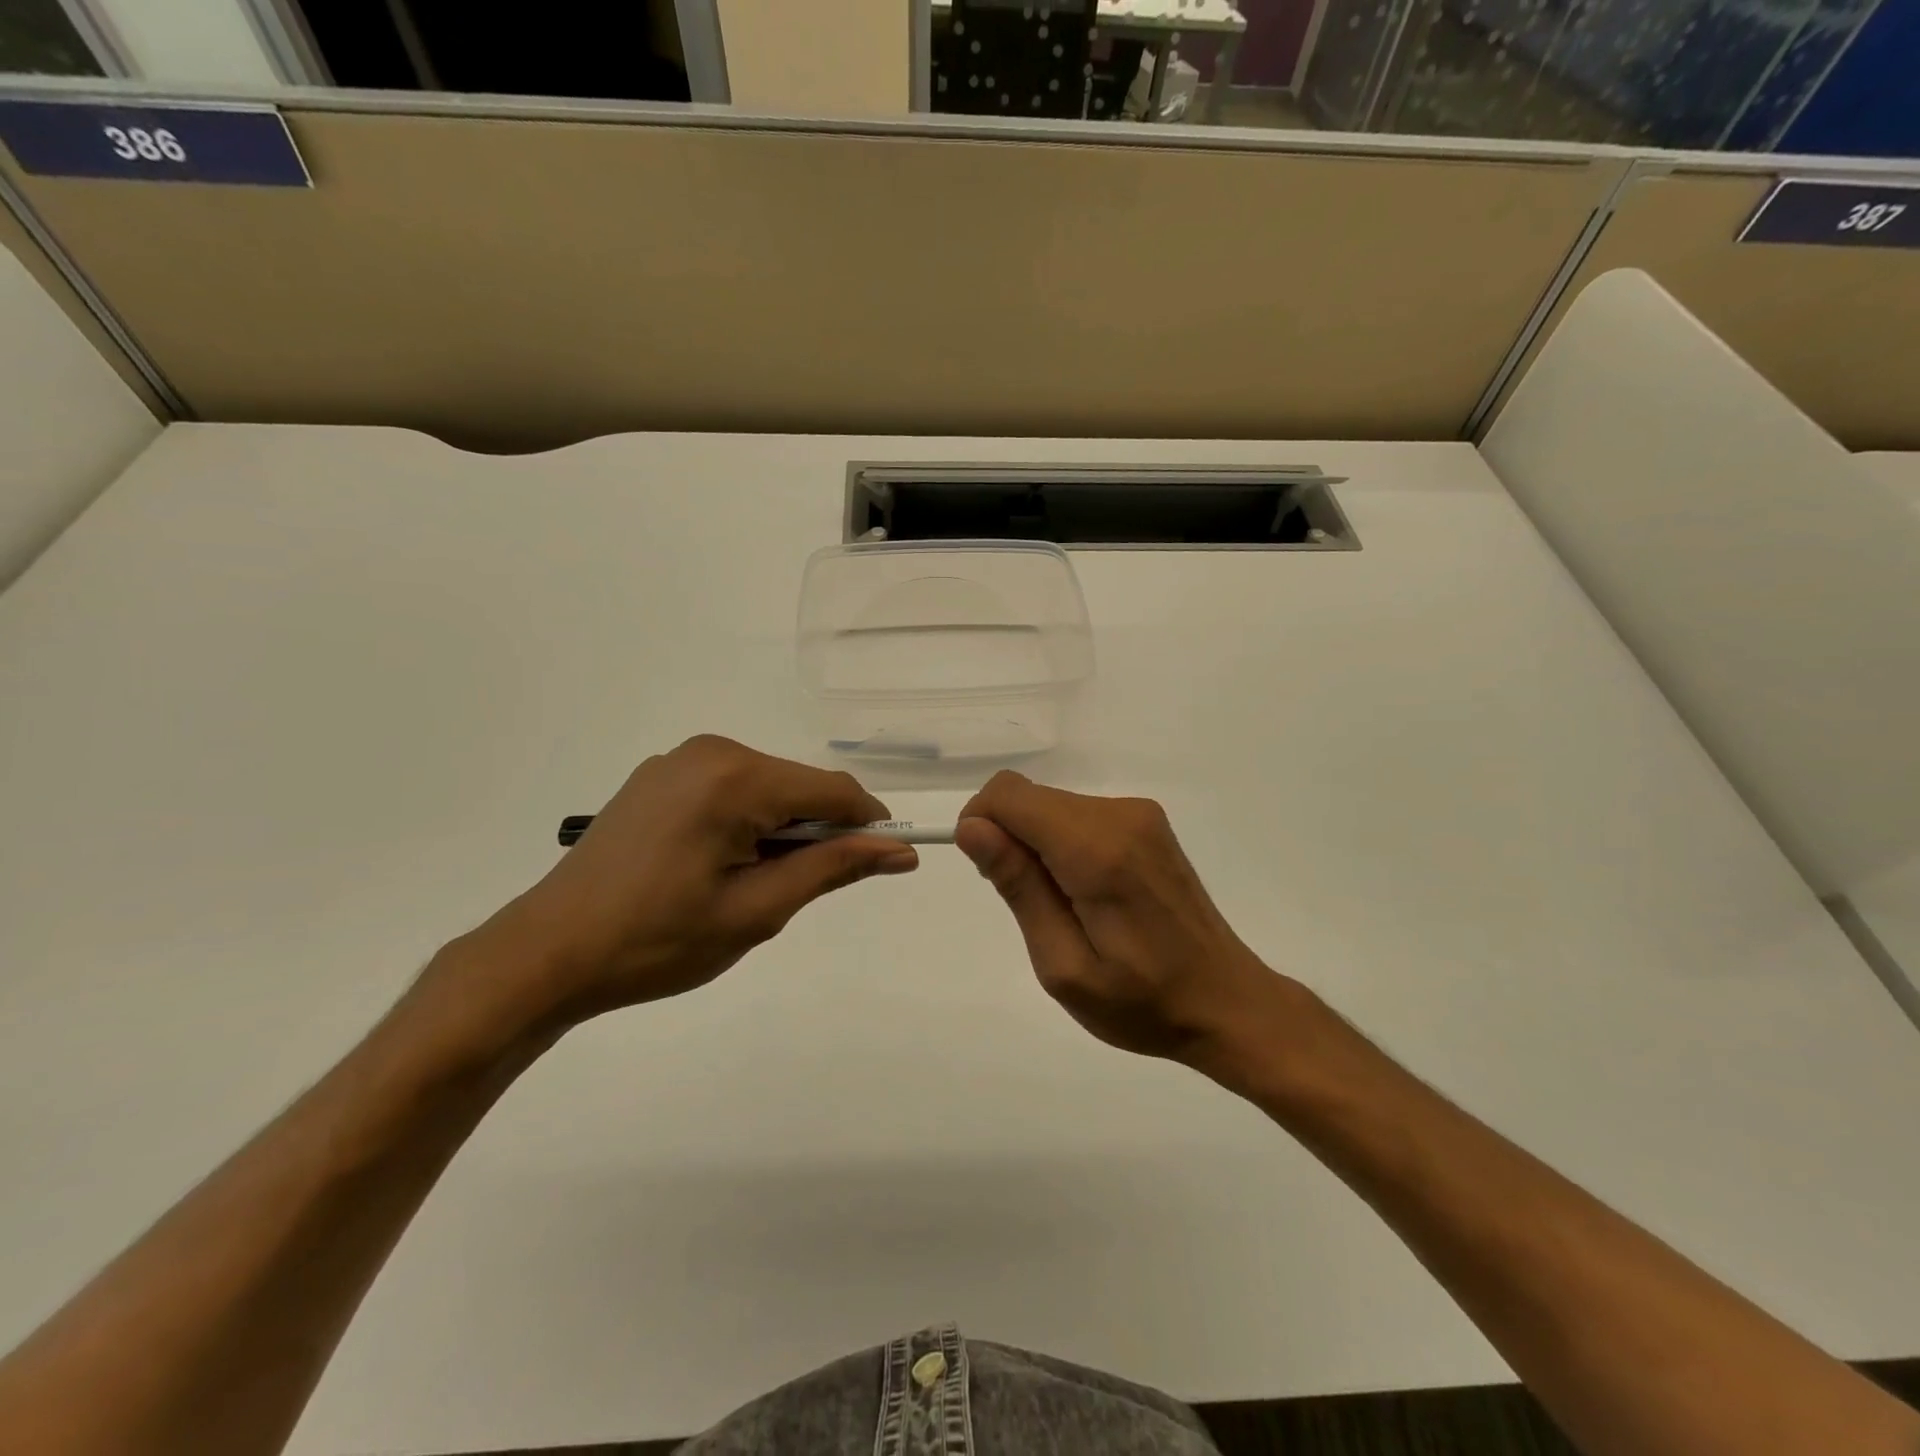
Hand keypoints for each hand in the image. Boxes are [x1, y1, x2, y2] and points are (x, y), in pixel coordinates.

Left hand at [441, 736, 918, 1028]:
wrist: (547, 953)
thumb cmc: (658, 941)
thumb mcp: (757, 911)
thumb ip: (832, 869)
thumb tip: (900, 851)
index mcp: (736, 778)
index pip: (834, 790)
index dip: (868, 826)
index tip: (881, 864)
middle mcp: (711, 751)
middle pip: (799, 785)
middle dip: (817, 831)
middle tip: (794, 891)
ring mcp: (678, 760)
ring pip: (767, 787)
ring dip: (781, 829)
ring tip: (748, 884)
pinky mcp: (659, 776)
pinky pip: (730, 788)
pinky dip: (746, 821)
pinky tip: (715, 865)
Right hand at [956, 772, 1284, 1061]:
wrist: (1226, 1002)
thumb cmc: (1141, 1001)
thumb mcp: (1064, 964)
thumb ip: (1018, 886)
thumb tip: (971, 827)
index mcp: (1098, 849)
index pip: (1009, 795)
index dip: (981, 824)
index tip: (989, 875)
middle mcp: (1120, 814)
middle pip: (1029, 797)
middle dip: (1009, 840)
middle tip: (1031, 907)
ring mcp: (1139, 814)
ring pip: (1051, 804)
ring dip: (1036, 846)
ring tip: (1063, 908)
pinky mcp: (1147, 822)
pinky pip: (1078, 815)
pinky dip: (1062, 845)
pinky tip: (1087, 895)